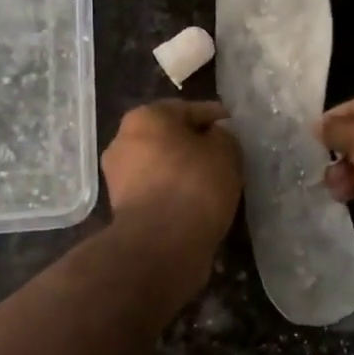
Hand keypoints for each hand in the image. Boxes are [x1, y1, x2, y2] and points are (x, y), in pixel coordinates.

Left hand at [101, 101, 242, 270]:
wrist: (160, 245)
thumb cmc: (194, 186)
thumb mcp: (226, 152)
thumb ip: (224, 137)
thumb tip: (214, 138)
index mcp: (146, 117)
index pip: (190, 109)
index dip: (216, 118)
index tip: (235, 129)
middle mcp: (123, 140)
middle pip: (170, 136)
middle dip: (195, 144)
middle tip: (225, 157)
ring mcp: (118, 176)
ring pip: (162, 164)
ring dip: (183, 170)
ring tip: (213, 183)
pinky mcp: (121, 207)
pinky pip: (156, 190)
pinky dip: (173, 192)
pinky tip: (195, 202)